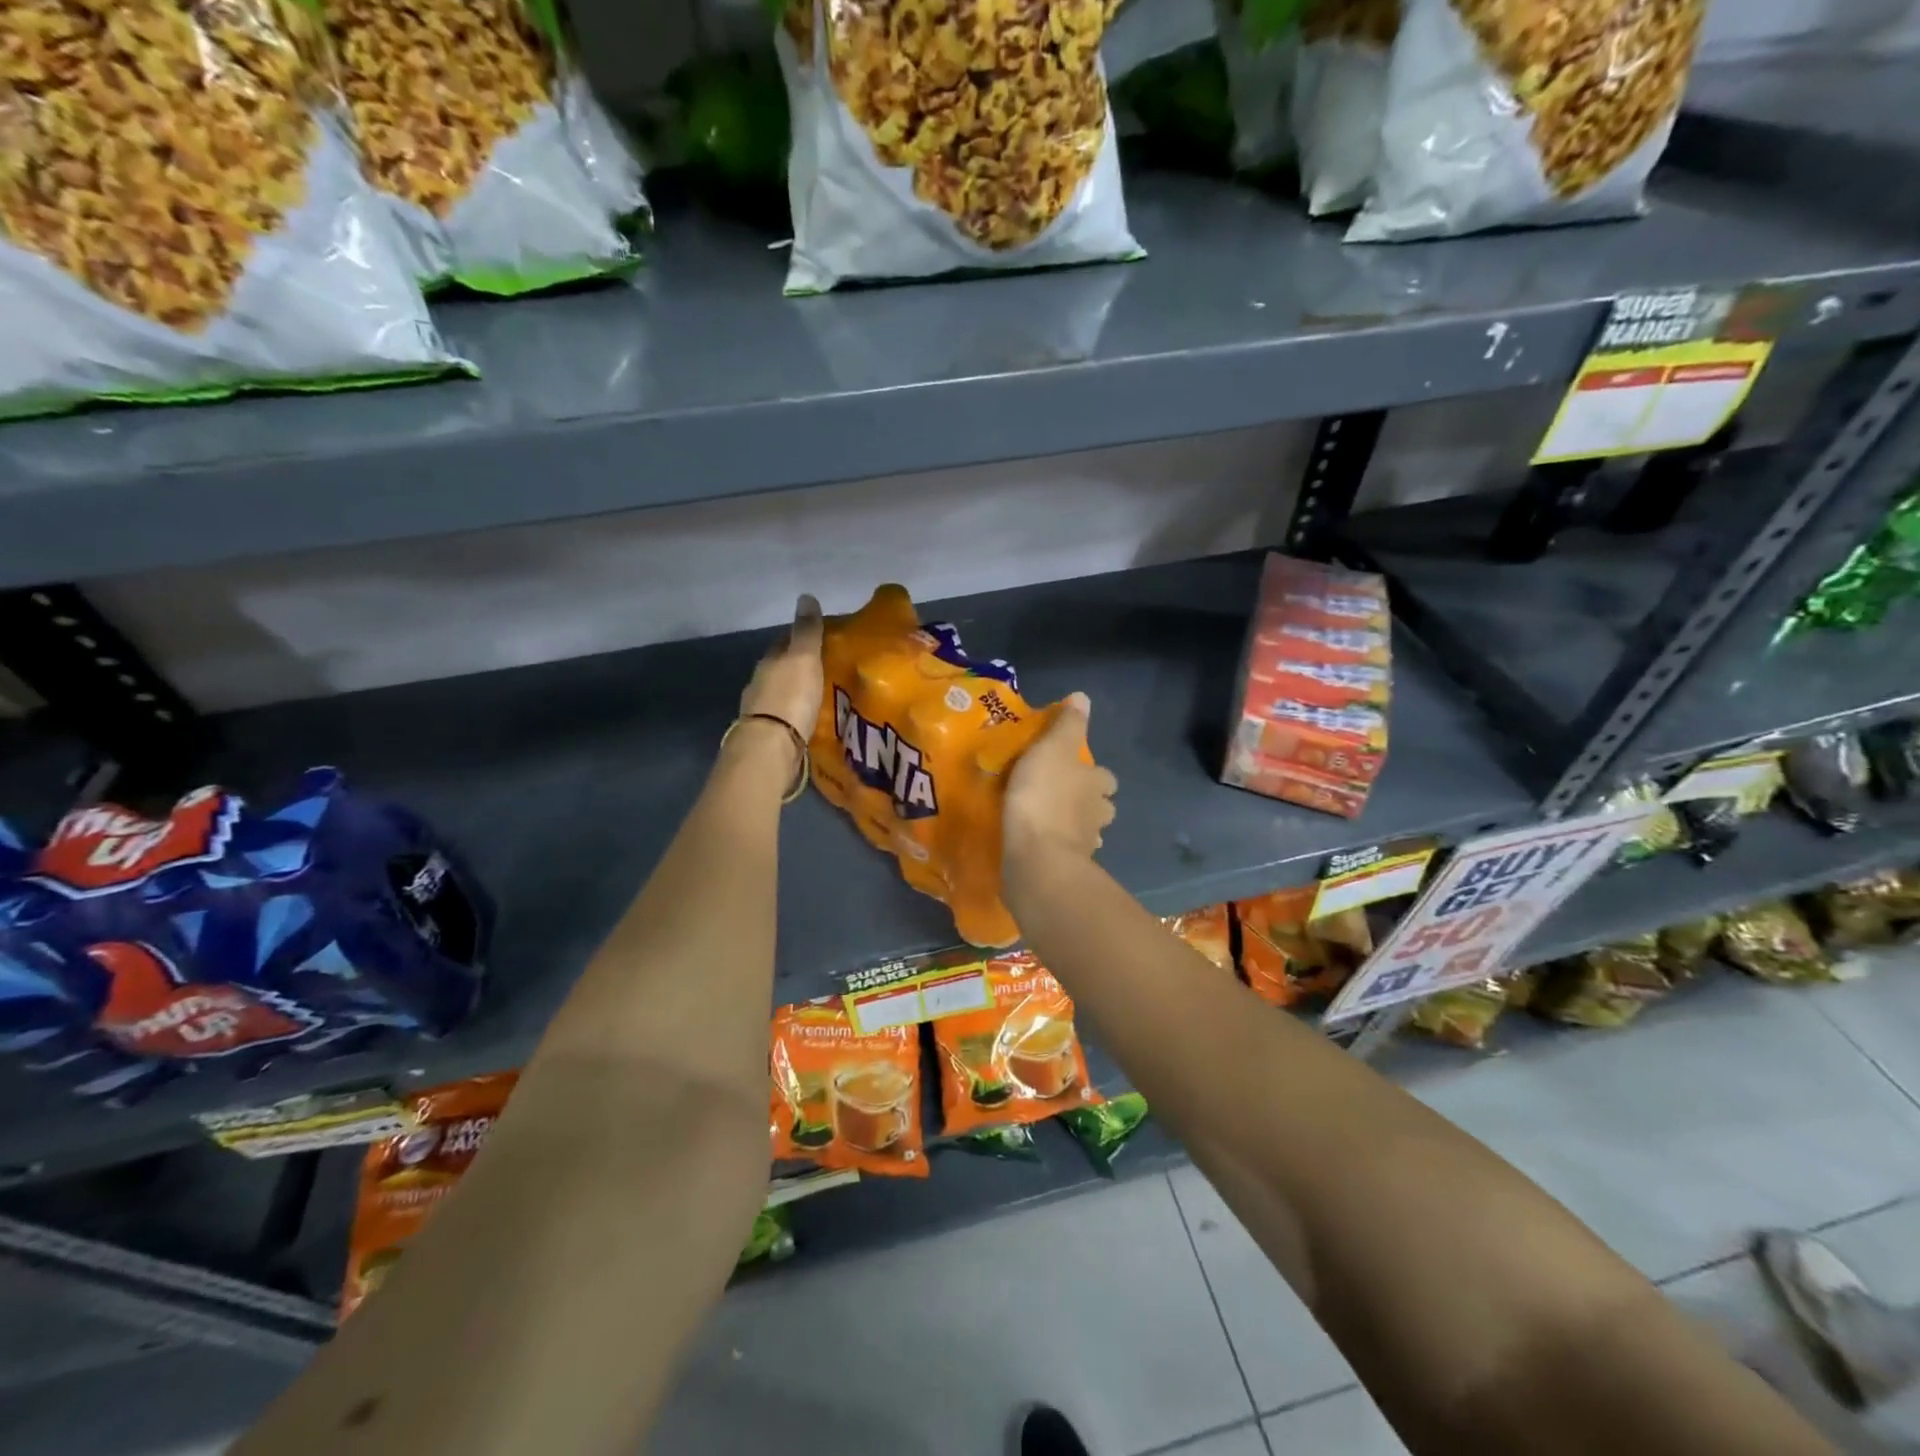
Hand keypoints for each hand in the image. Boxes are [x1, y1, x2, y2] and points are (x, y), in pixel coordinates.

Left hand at [741, 594, 824, 741]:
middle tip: (822, 668)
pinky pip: (783, 718)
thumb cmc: (790, 697)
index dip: (799, 639)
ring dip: (795, 692)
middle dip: (797, 667)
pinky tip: (806, 718)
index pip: (783, 643)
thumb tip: (805, 596)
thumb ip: (806, 631)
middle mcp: (759, 684)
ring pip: (779, 694)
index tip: (818, 640)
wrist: (771, 746)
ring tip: (817, 695)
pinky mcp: (767, 736)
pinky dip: (793, 714)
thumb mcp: (804, 658)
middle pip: (779, 669)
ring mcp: (760, 711)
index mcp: (768, 662)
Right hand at [1004, 692, 1116, 869]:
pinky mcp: (1068, 867)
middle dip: (1090, 802)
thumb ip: (1068, 724)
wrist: (1038, 856)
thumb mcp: (1053, 748)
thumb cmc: (1044, 795)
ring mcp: (1086, 844)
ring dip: (1076, 826)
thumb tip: (1084, 697)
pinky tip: (1043, 846)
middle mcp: (1098, 813)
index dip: (1096, 773)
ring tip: (1053, 822)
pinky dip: (1060, 848)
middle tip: (1065, 797)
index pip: (1106, 777)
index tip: (1079, 770)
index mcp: (1097, 783)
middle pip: (1102, 805)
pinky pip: (1067, 853)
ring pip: (1088, 830)